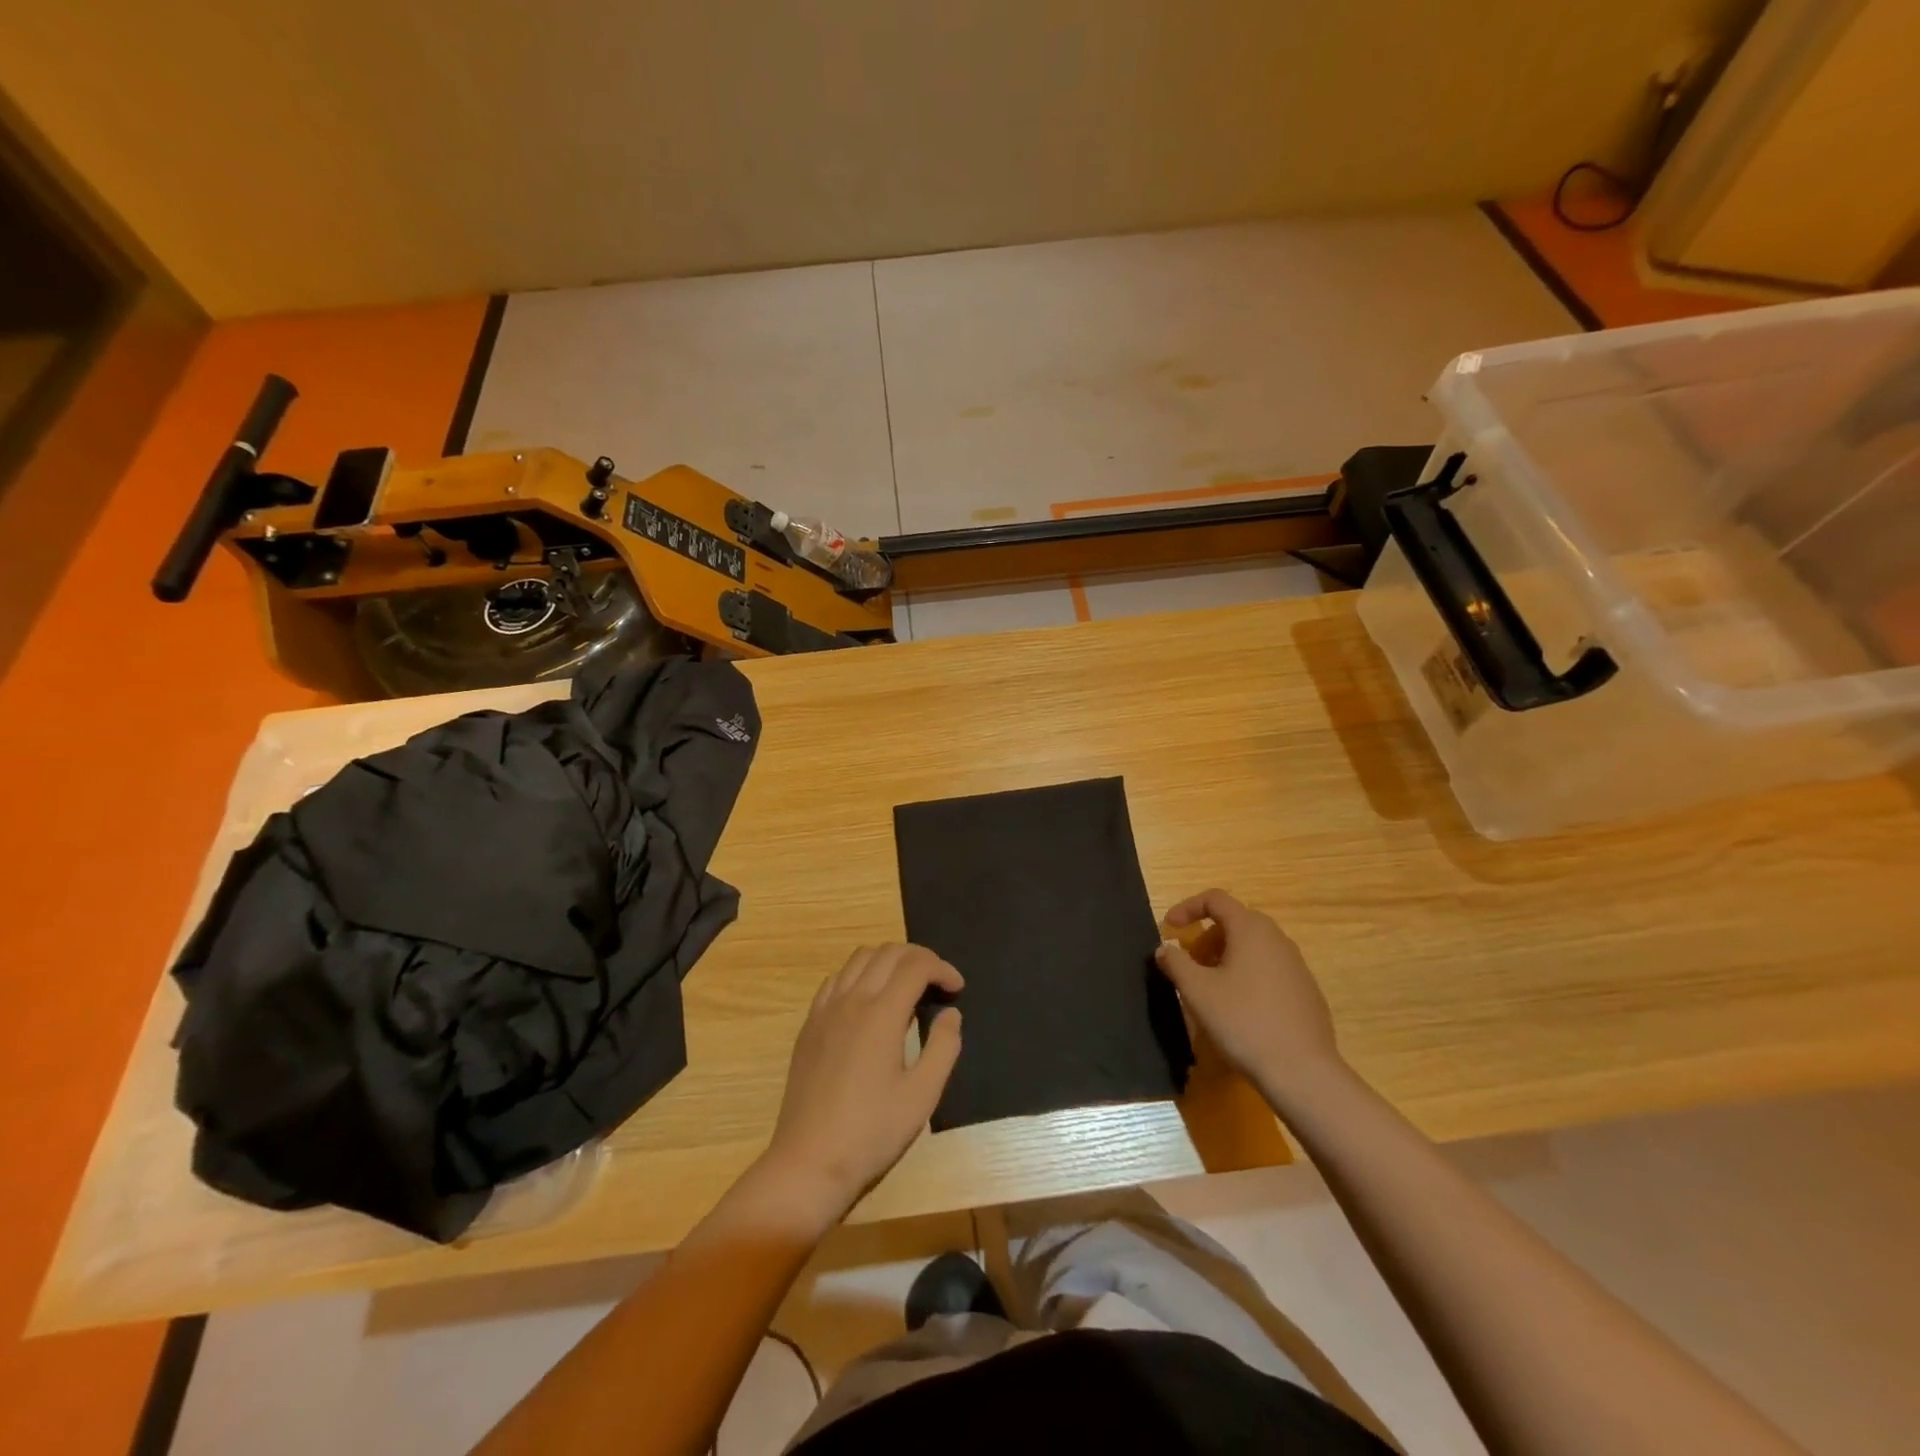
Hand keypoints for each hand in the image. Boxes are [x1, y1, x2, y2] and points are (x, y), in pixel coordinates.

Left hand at [759, 944, 962, 1227]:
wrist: (809, 1162)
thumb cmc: (872, 1132)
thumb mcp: (922, 1096)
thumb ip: (943, 1047)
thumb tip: (950, 1014)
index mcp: (882, 1014)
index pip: (916, 966)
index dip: (942, 968)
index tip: (957, 989)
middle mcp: (852, 999)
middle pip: (888, 952)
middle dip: (919, 958)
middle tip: (938, 983)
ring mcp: (826, 1009)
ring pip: (860, 958)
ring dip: (889, 961)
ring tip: (907, 986)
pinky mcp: (810, 1024)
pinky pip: (837, 978)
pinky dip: (861, 973)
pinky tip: (870, 1000)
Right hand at [1155, 890, 1344, 1106]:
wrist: (1302, 1071)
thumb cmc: (1243, 1021)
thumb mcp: (1197, 991)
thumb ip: (1175, 962)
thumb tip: (1165, 949)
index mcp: (1251, 929)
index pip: (1215, 899)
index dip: (1187, 908)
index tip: (1169, 930)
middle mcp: (1277, 938)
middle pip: (1235, 921)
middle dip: (1205, 937)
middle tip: (1189, 963)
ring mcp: (1296, 965)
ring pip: (1253, 946)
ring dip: (1225, 956)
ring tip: (1210, 987)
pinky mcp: (1306, 990)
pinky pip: (1268, 968)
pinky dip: (1246, 974)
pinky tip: (1239, 1008)